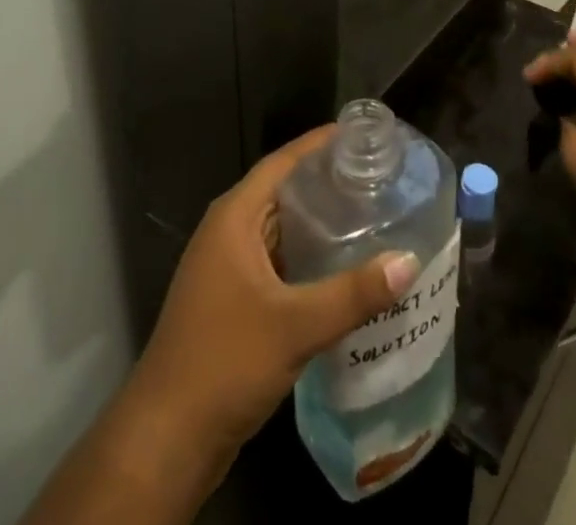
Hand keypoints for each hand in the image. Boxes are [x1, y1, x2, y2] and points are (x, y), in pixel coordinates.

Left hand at [127, 126, 420, 461]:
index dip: (318, 145)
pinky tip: (341, 272)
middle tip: (375, 178)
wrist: (167, 439)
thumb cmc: (225, 362)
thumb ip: (353, 293)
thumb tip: (408, 262)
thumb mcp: (295, 325)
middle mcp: (228, 233)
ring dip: (318, 225)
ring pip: (280, 231)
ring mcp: (227, 269)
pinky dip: (307, 260)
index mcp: (234, 218)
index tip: (359, 136)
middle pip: (282, 193)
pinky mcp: (232, 302)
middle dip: (326, 184)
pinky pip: (277, 263)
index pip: (281, 162)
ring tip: (368, 218)